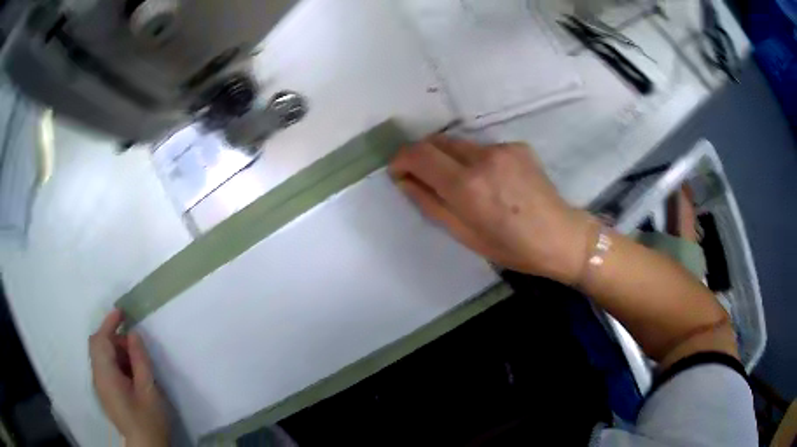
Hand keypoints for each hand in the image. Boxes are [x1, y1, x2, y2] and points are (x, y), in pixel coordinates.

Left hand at [89, 309, 168, 446]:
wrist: (145, 445)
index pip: (100, 340)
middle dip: (113, 337)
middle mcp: (97, 377)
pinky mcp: (105, 393)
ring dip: (115, 350)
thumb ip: (140, 360)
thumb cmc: (148, 419)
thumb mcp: (149, 390)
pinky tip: (130, 373)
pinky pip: (104, 368)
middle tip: (134, 344)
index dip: (109, 323)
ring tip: (135, 360)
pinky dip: (115, 362)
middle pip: (97, 346)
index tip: (122, 312)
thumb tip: (133, 334)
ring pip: (101, 356)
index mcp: (105, 375)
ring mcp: (100, 386)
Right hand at [389, 135, 591, 283]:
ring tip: (461, 183)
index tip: (398, 172)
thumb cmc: (512, 247)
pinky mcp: (517, 145)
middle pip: (437, 141)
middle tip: (423, 177)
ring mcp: (503, 147)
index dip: (401, 159)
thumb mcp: (464, 235)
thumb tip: (405, 181)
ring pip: (460, 143)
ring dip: (449, 158)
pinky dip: (475, 160)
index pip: (419, 154)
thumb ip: (430, 203)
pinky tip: (491, 181)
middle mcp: (482, 157)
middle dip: (422, 156)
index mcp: (467, 186)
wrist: (561, 236)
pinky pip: (483, 147)